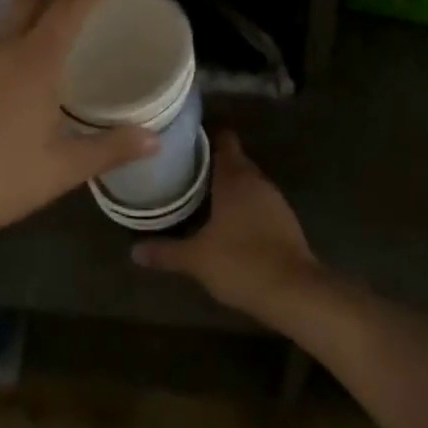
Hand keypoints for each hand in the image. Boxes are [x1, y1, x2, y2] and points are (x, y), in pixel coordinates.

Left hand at [0, 0, 157, 248]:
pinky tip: (21, 75)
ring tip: (60, 36)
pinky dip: (15, 42)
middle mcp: (1, 51)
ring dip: (37, 14)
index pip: (69, 8)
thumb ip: (110, 149)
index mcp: (34, 63)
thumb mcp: (62, 169)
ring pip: (8, 22)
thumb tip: (154, 140)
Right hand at [131, 132, 319, 312]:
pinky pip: (258, 202)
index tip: (184, 139)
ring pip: (247, 182)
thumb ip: (164, 251)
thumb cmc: (241, 262)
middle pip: (234, 160)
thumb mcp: (196, 259)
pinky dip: (243, 206)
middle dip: (211, 163)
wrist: (294, 291)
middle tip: (182, 168)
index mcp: (235, 178)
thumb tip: (134, 251)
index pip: (223, 140)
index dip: (205, 136)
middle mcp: (257, 181)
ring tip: (198, 193)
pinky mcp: (285, 221)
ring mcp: (275, 200)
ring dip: (228, 186)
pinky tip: (226, 221)